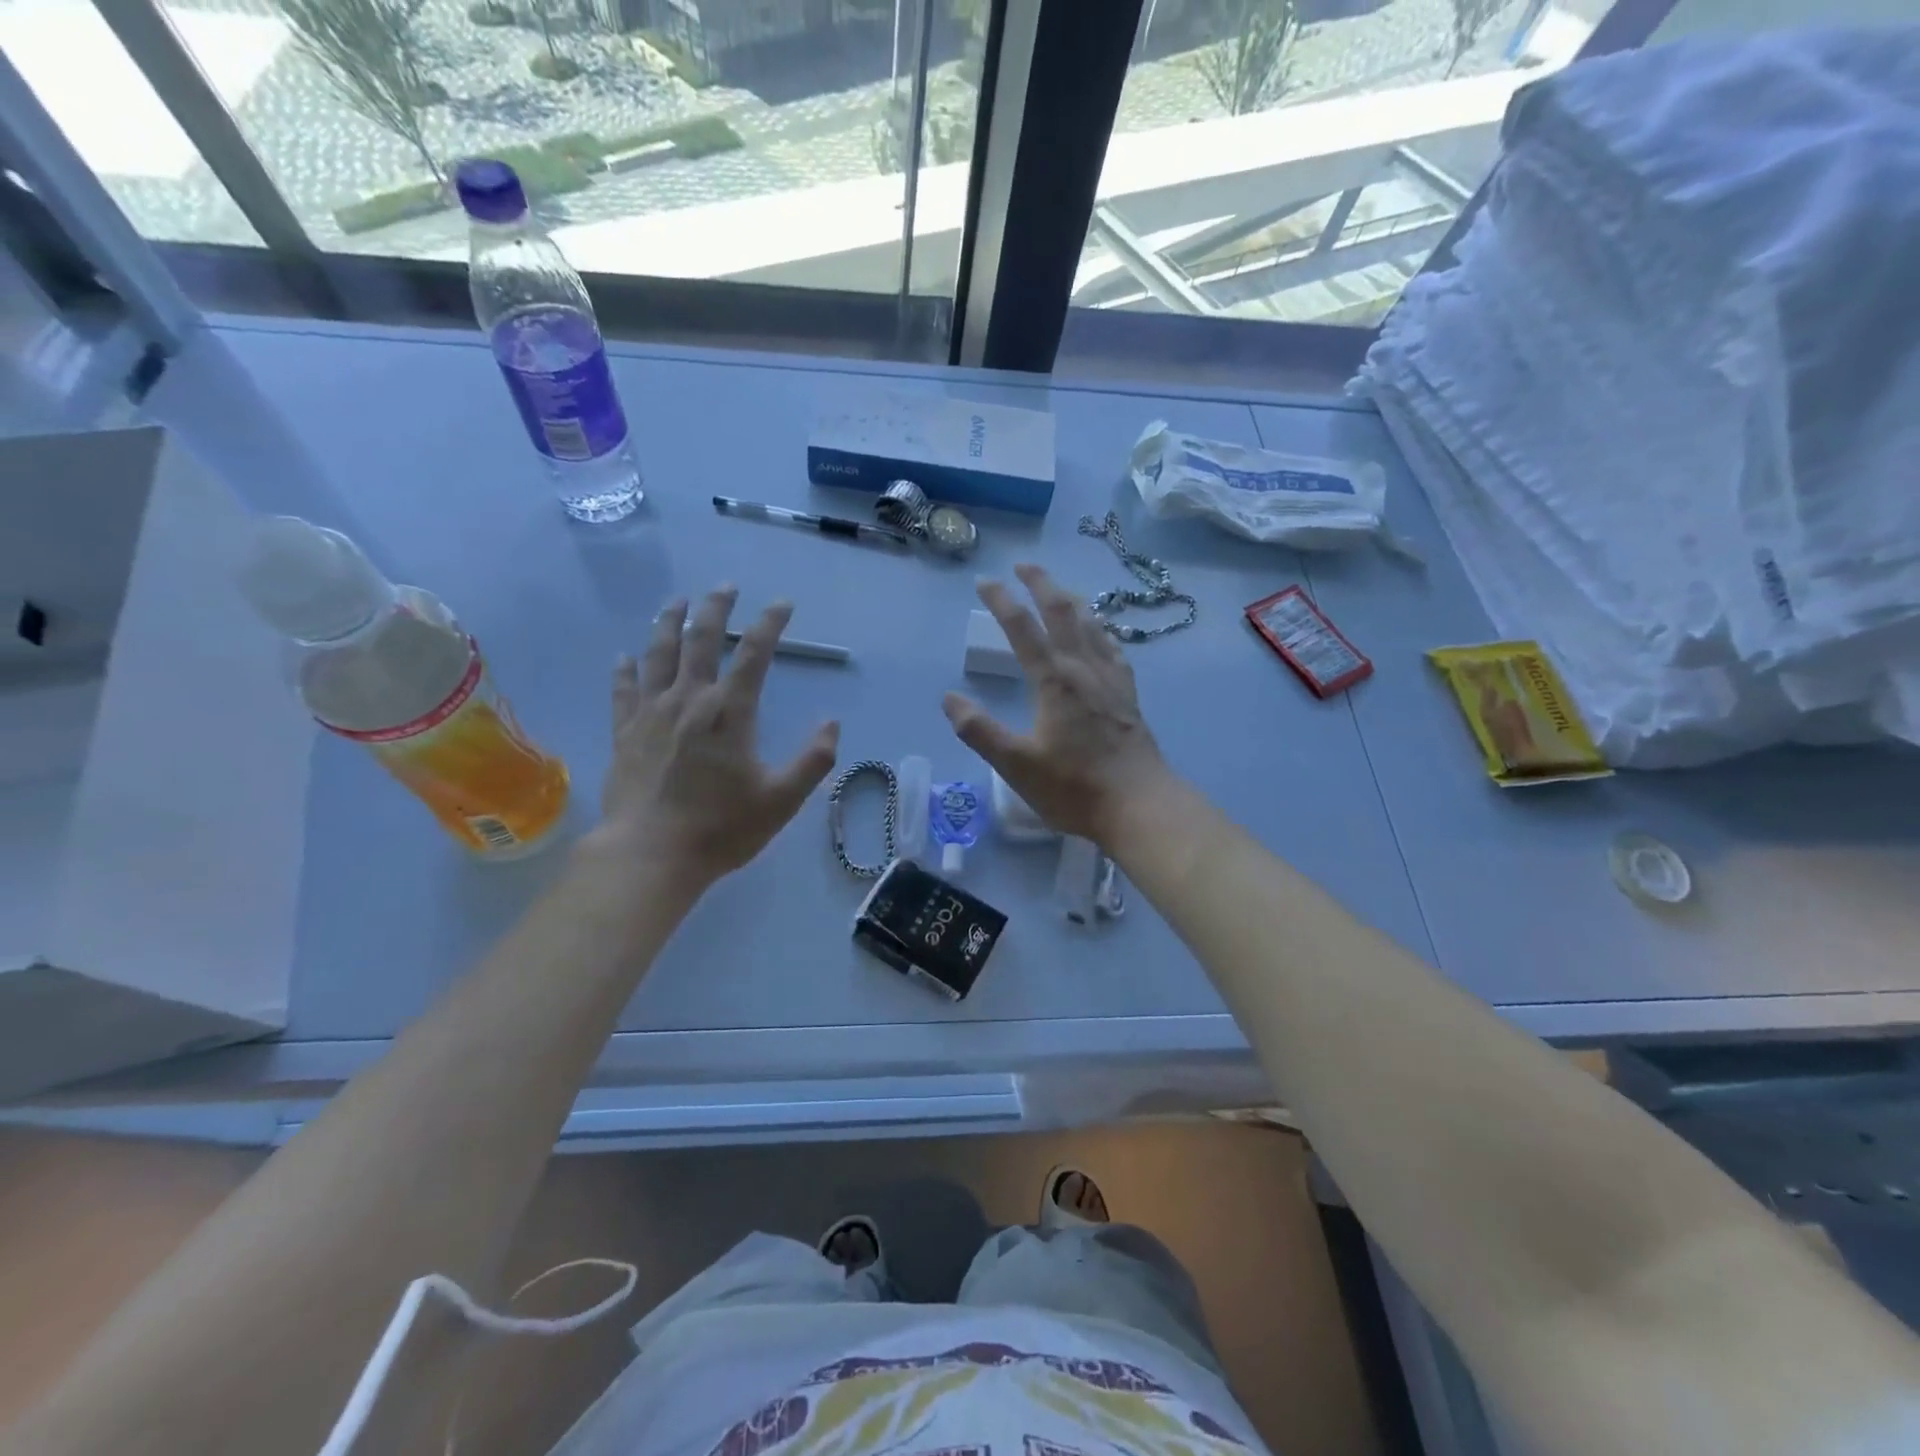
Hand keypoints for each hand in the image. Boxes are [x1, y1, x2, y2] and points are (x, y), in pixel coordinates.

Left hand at [592, 586, 839, 891]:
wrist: (651, 854)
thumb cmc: (721, 828)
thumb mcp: (782, 799)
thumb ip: (813, 760)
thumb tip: (832, 724)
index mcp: (730, 712)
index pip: (754, 653)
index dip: (770, 623)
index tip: (782, 604)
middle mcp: (689, 700)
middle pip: (700, 639)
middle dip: (715, 608)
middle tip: (725, 587)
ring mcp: (651, 714)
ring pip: (658, 654)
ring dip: (669, 623)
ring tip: (676, 601)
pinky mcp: (624, 733)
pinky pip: (622, 690)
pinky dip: (625, 669)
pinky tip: (625, 656)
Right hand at [943, 564, 1169, 845]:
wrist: (1139, 805)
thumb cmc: (1074, 787)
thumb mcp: (1016, 765)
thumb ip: (980, 731)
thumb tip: (949, 699)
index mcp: (1053, 681)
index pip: (1022, 627)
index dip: (1001, 600)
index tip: (985, 581)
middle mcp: (1083, 668)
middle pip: (1062, 611)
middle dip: (1041, 583)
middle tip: (1023, 565)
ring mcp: (1111, 679)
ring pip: (1090, 623)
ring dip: (1070, 599)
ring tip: (1056, 589)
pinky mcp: (1128, 694)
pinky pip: (1113, 647)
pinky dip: (1099, 629)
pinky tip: (1099, 632)